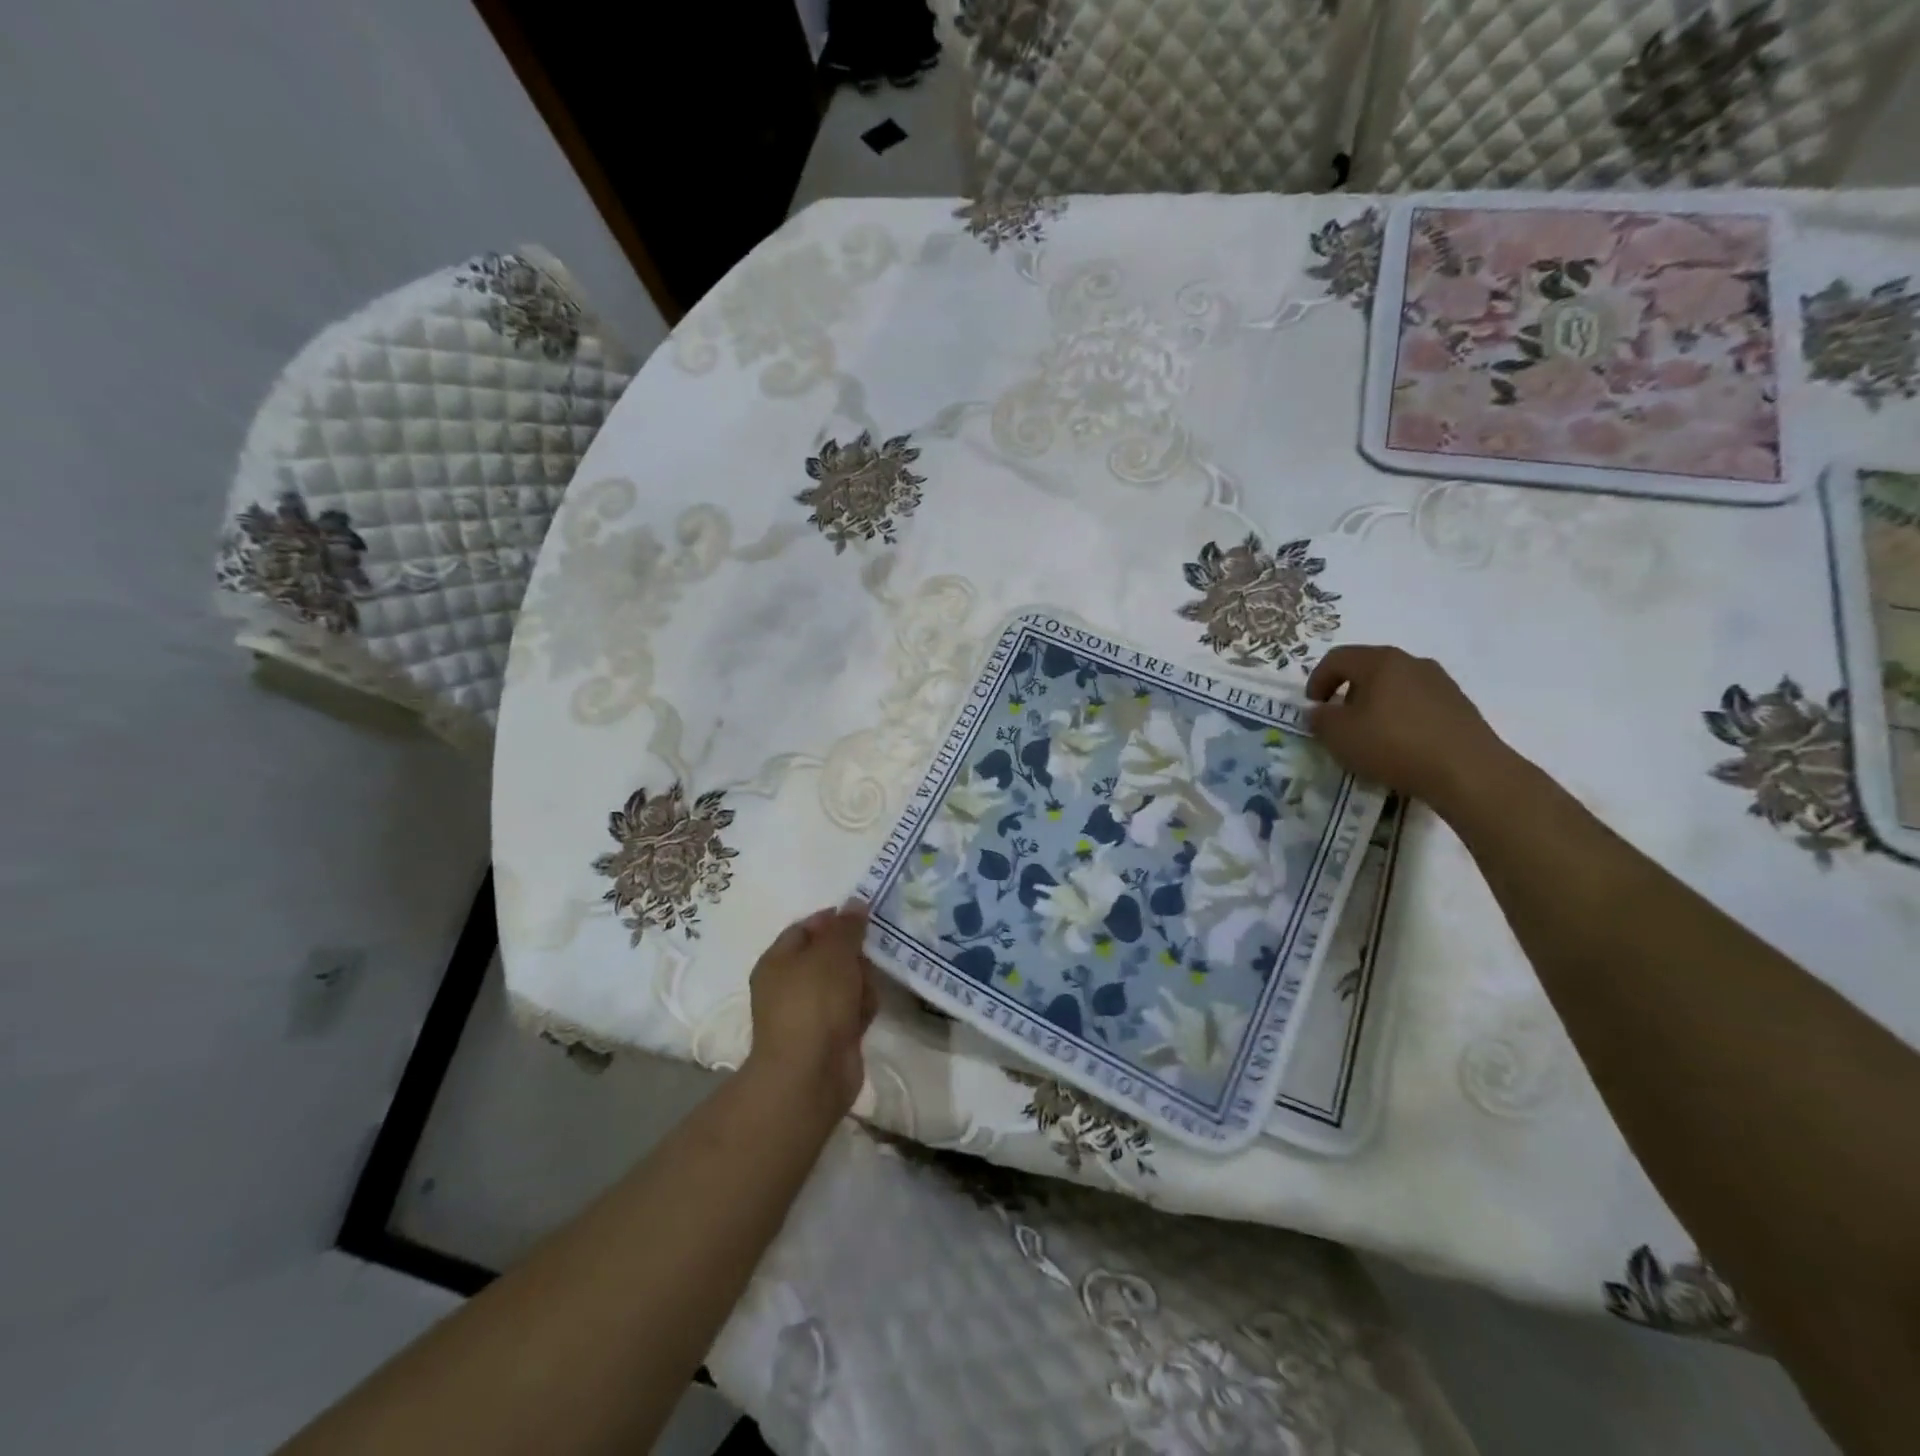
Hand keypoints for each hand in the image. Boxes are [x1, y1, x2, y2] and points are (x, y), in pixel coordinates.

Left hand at [742, 904, 878, 1119]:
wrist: (810, 1074)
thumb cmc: (814, 1003)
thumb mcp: (832, 953)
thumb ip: (846, 927)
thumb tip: (855, 904)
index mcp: (778, 961)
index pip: (806, 928)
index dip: (833, 920)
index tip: (863, 917)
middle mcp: (790, 985)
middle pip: (828, 955)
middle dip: (852, 954)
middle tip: (870, 954)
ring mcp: (810, 1013)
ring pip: (844, 982)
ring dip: (861, 982)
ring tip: (866, 991)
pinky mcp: (830, 1036)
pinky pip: (851, 1009)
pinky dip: (861, 1009)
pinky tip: (867, 1013)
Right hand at [1305, 645, 1512, 815]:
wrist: (1467, 771)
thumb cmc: (1393, 745)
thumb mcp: (1339, 735)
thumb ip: (1320, 719)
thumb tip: (1319, 711)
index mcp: (1380, 661)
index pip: (1337, 658)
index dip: (1317, 680)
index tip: (1313, 707)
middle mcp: (1412, 662)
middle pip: (1368, 669)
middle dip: (1347, 692)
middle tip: (1339, 721)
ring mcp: (1440, 682)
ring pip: (1395, 686)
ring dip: (1375, 705)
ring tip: (1370, 735)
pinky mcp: (1459, 705)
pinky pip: (1418, 704)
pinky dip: (1401, 717)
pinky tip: (1400, 744)